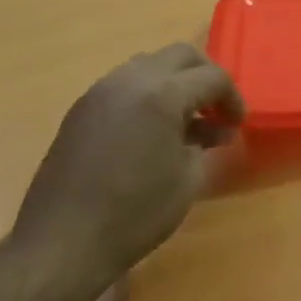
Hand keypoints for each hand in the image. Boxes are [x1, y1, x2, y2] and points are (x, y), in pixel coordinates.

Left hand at [10, 45, 245, 283]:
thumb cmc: (136, 213)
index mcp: (161, 94)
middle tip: (217, 110)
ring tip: (186, 121)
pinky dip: (148, 95)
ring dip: (175, 84)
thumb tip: (215, 131)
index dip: (233, 98)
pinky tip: (154, 130)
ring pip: (149, 65)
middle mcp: (129, 81)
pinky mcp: (81, 110)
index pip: (212, 77)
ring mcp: (100, 93)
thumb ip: (205, 143)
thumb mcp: (188, 178)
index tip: (237, 124)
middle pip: (180, 56)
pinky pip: (125, 85)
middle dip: (205, 77)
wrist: (62, 244)